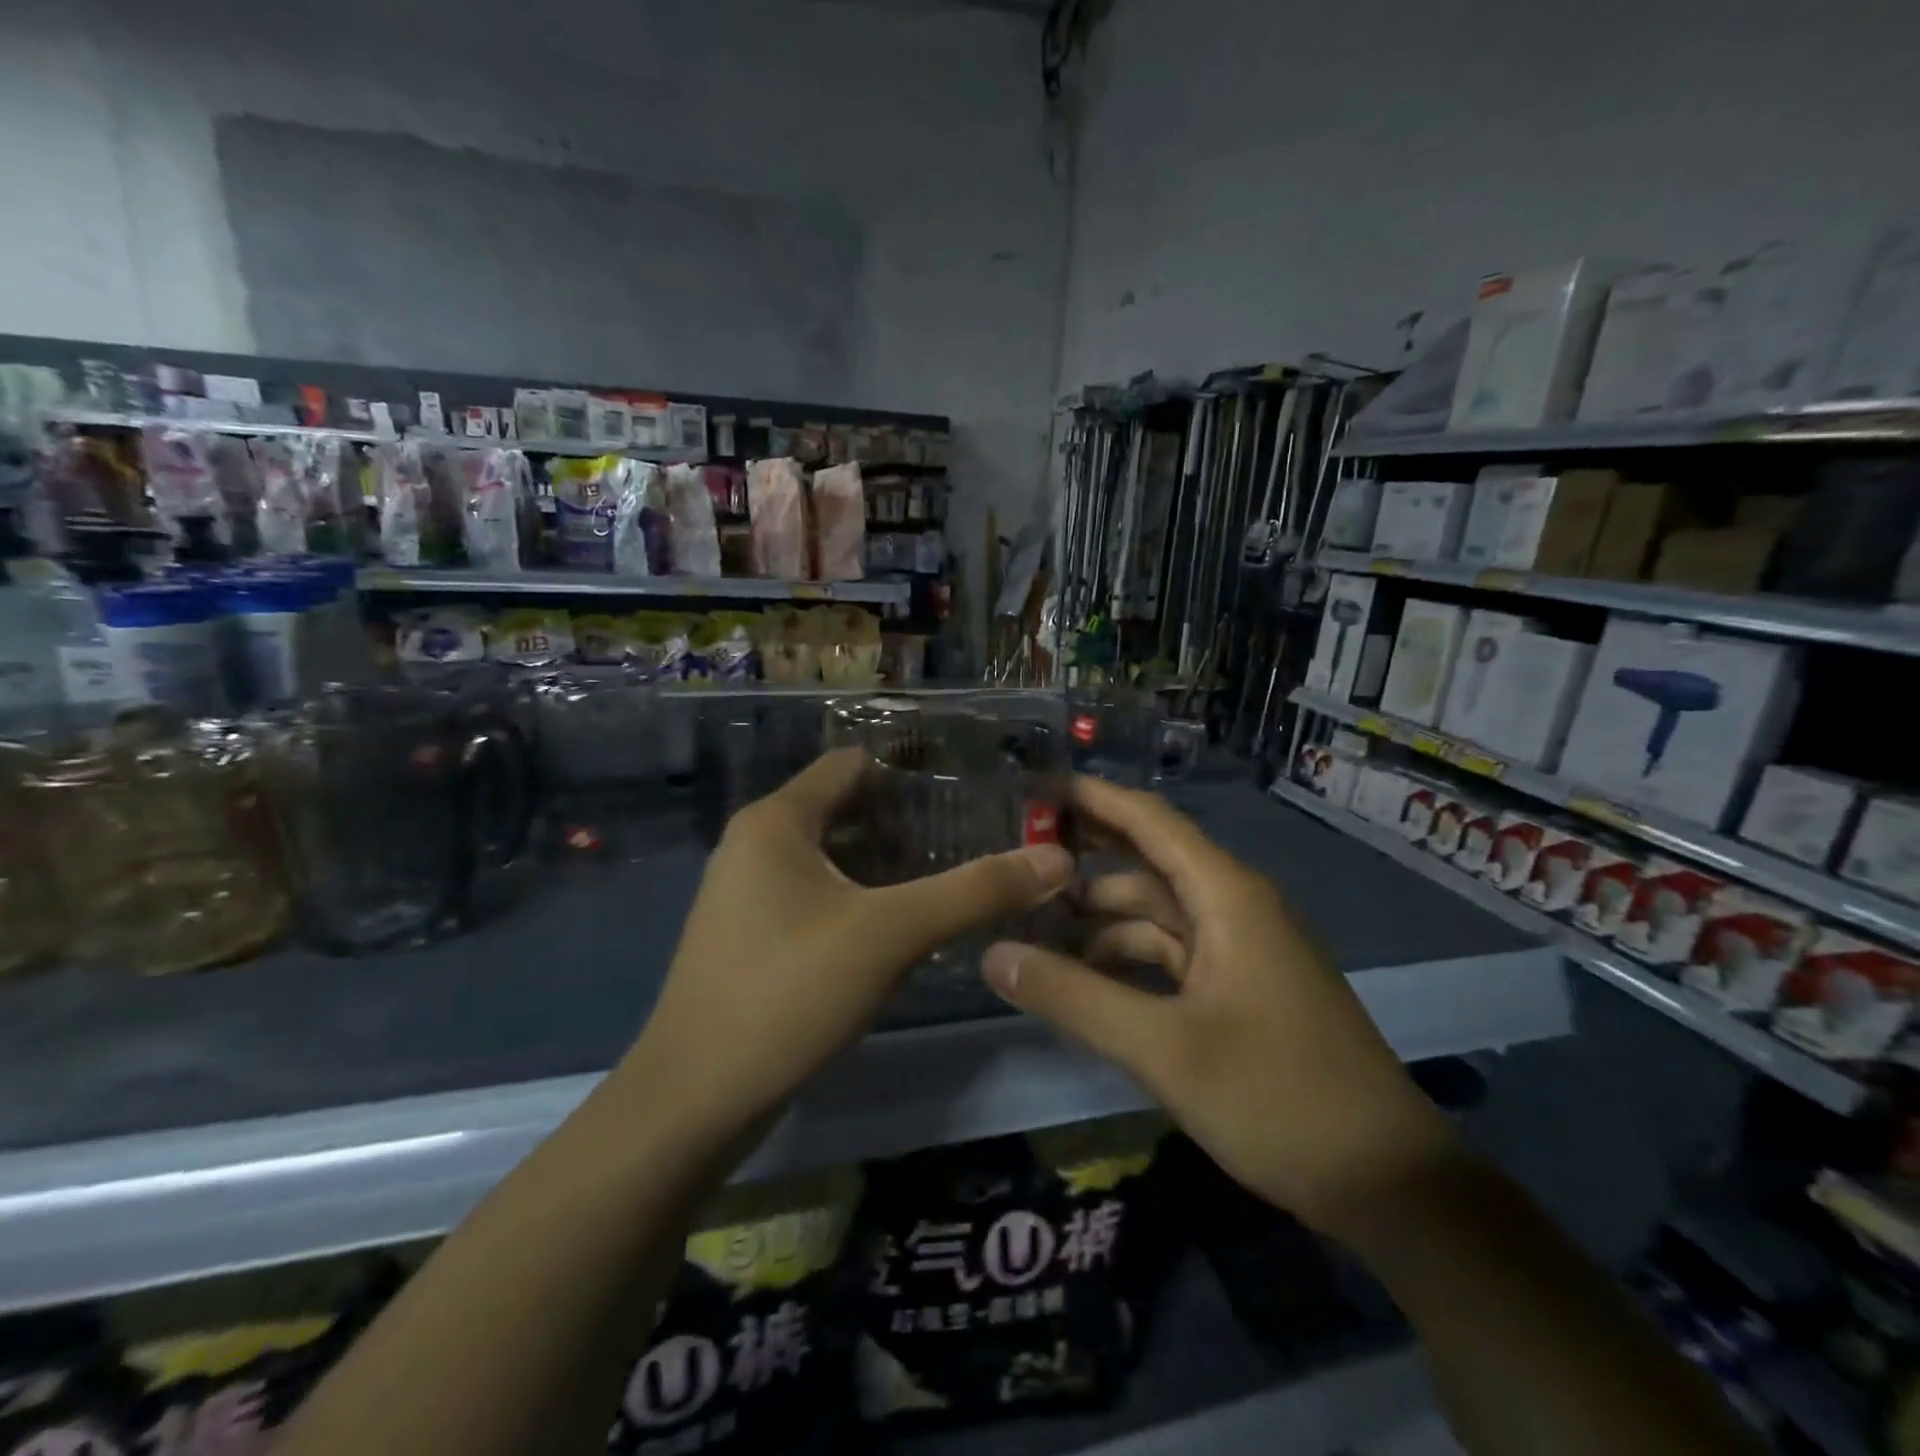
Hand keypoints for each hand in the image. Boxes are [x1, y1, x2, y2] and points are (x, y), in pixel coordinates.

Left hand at [626, 749, 1074, 1140]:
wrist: (694, 1101)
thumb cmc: (788, 993)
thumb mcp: (891, 934)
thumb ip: (975, 891)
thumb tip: (1056, 858)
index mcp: (777, 821)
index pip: (853, 765)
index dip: (912, 770)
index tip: (973, 786)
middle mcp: (756, 844)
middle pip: (845, 809)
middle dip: (908, 819)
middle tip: (976, 832)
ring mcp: (748, 893)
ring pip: (833, 857)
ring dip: (888, 862)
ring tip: (952, 872)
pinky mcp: (752, 936)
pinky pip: (817, 895)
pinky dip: (861, 896)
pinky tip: (904, 924)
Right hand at [982, 777, 1460, 1234]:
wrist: (1388, 1183)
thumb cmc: (1277, 1098)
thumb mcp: (1163, 1049)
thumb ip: (1073, 997)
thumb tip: (993, 955)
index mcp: (1226, 895)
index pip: (1148, 819)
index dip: (1092, 797)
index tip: (1033, 788)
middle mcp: (1234, 905)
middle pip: (1148, 861)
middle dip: (1085, 857)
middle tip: (1014, 857)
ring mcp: (1241, 947)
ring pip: (1156, 913)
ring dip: (1100, 918)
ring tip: (1032, 929)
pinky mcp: (1241, 985)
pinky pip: (1172, 952)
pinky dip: (1127, 957)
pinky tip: (1083, 977)